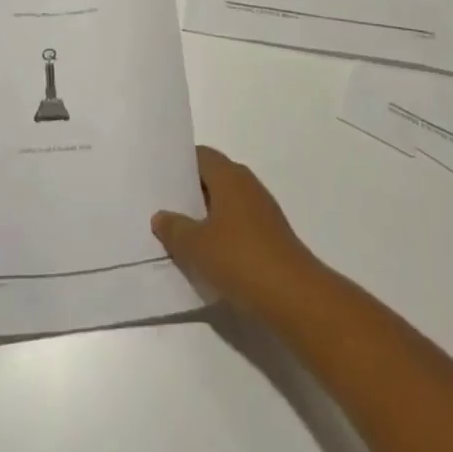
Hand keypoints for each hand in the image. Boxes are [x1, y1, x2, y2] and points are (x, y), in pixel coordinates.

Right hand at [151, 146, 322, 313]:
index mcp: (229, 175)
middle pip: (213, 178)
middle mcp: (246, 183)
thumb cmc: (240, 258)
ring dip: (205, 215)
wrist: (293, 295)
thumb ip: (175, 228)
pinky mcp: (269, 234)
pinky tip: (208, 256)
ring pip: (225, 203)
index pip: (200, 156)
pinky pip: (237, 224)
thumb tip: (160, 215)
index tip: (159, 178)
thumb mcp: (196, 246)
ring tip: (179, 234)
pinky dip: (221, 233)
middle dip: (189, 192)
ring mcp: (261, 209)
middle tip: (163, 207)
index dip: (179, 164)